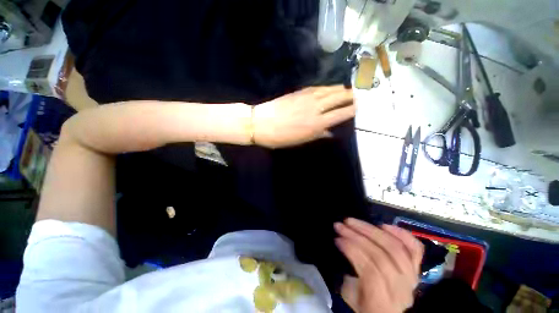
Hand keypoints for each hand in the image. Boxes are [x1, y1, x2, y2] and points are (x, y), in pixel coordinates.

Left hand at [252, 85, 354, 147]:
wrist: (261, 123)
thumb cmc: (280, 137)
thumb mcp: (300, 140)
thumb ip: (317, 134)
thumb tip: (330, 131)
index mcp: (316, 124)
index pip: (340, 114)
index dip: (352, 110)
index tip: (360, 107)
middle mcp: (315, 108)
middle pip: (338, 98)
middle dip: (351, 96)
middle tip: (360, 94)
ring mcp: (307, 98)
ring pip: (329, 90)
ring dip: (341, 89)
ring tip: (349, 89)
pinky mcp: (299, 92)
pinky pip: (318, 88)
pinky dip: (327, 87)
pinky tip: (330, 87)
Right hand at [334, 219, 423, 312]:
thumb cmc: (367, 307)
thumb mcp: (352, 298)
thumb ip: (349, 278)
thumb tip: (347, 251)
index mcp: (382, 302)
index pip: (370, 269)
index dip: (352, 250)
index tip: (337, 239)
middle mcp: (401, 289)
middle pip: (381, 255)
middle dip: (357, 235)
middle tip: (341, 224)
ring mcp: (412, 277)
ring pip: (394, 247)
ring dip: (371, 230)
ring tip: (353, 221)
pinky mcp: (417, 269)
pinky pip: (415, 249)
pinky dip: (401, 234)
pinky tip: (384, 225)